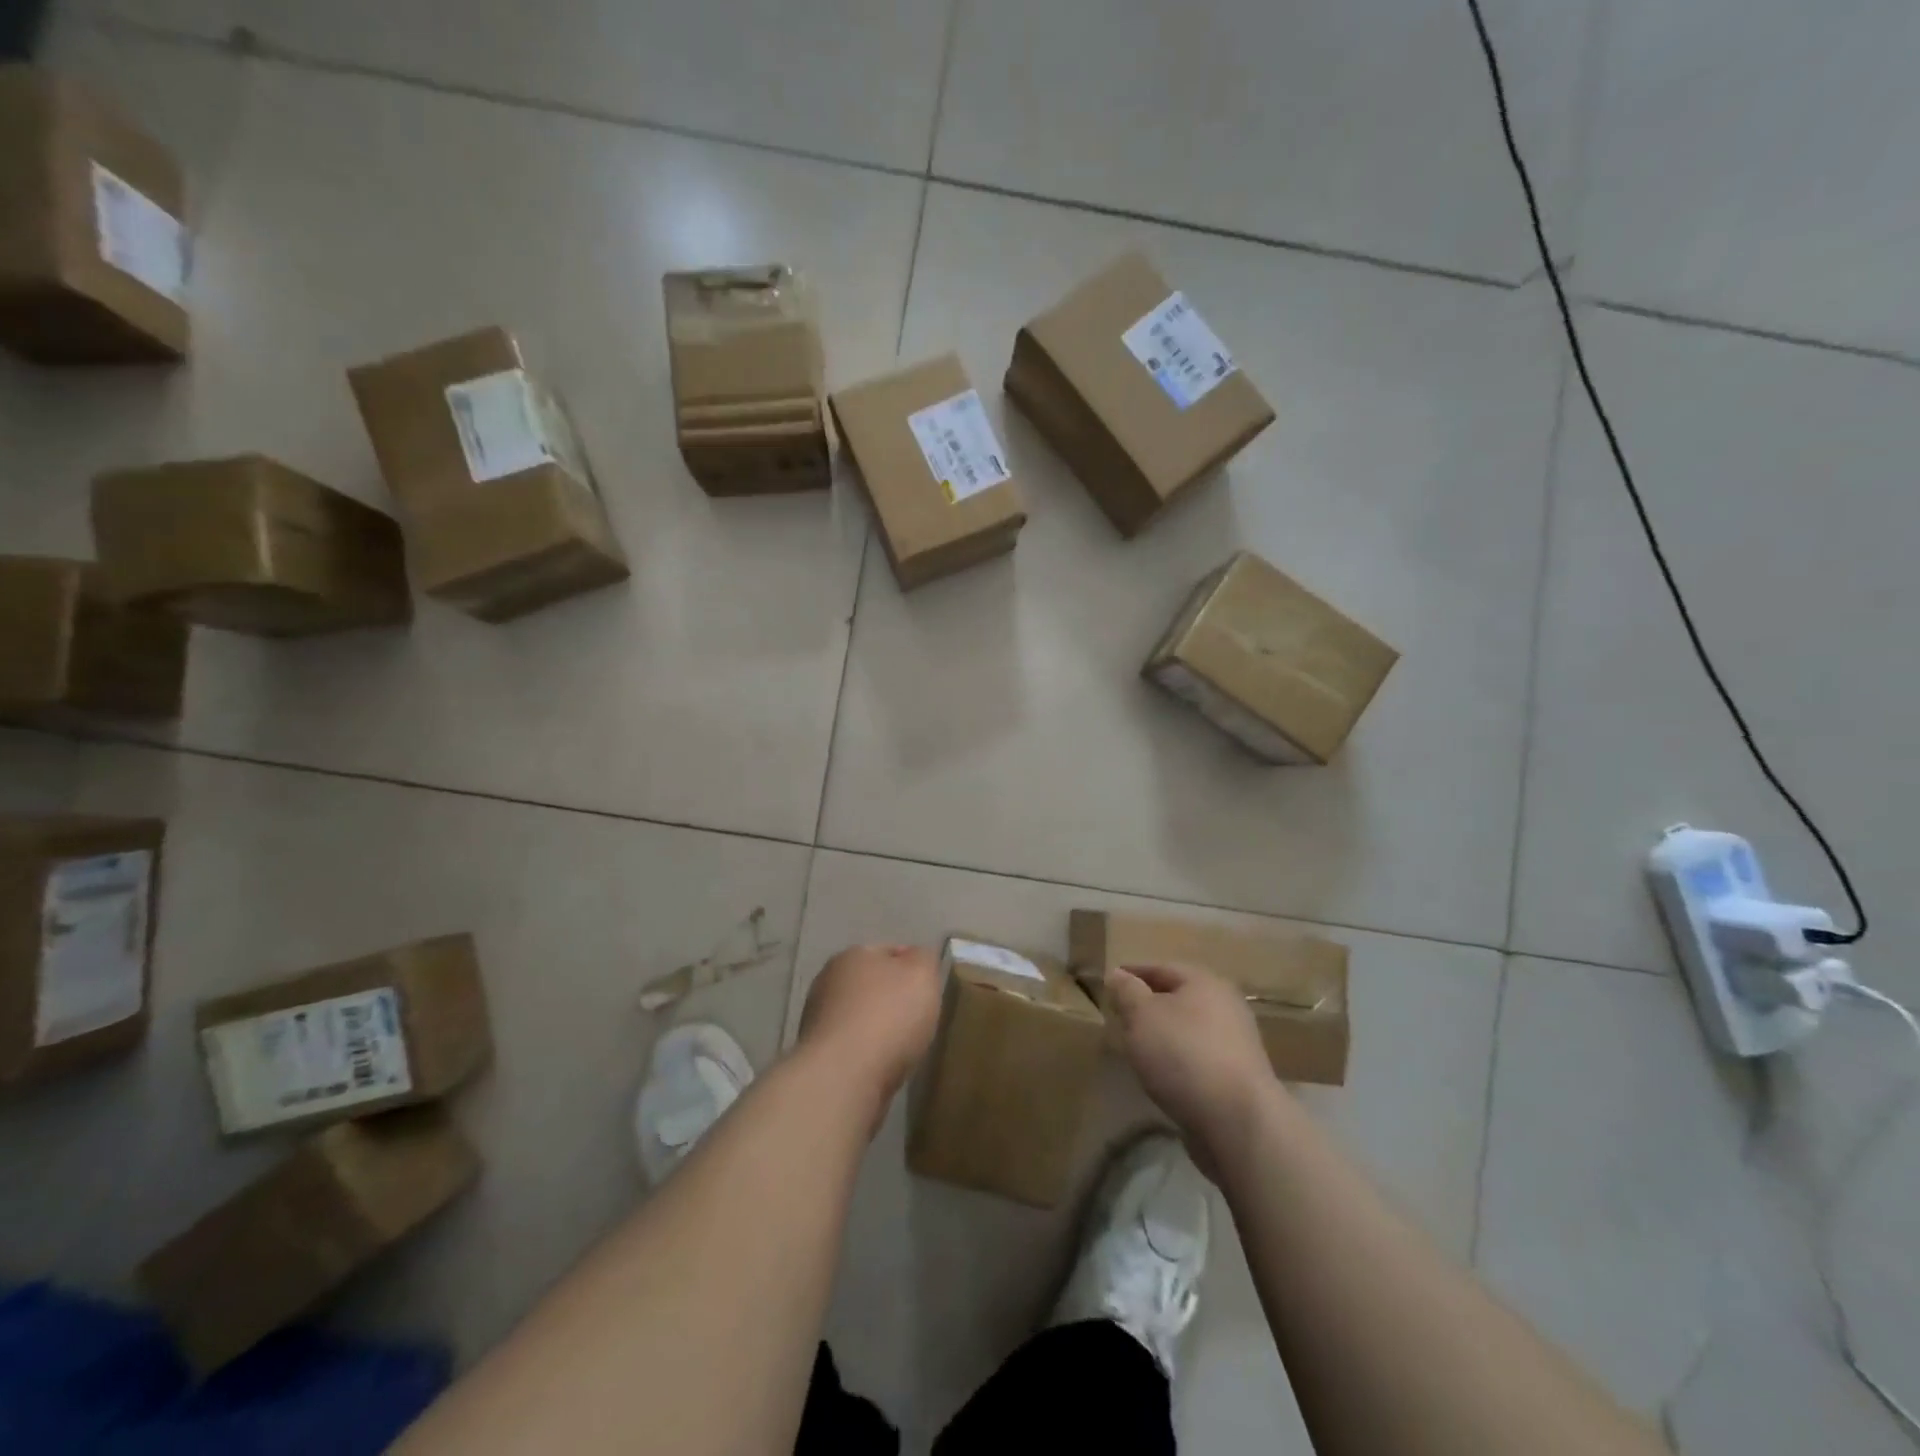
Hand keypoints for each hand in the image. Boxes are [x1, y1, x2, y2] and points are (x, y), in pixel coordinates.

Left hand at [796, 944, 942, 1120]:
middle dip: (893, 999)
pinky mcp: (818, 1056)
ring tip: (903, 1048)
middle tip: (919, 1019)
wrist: (843, 1078)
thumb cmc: (888, 1016)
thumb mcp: (922, 975)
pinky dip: (867, 1054)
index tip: (930, 990)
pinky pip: (852, 1047)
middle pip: (871, 985)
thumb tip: (917, 958)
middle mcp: (828, 981)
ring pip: (860, 1017)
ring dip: (878, 1028)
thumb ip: (924, 959)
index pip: (889, 952)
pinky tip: (882, 1067)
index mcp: (852, 955)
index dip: (913, 967)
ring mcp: (818, 1020)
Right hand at [1106, 963, 1278, 1172]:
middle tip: (1121, 1016)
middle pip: (1179, 998)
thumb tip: (1118, 975)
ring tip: (1138, 1048)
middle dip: (1149, 1005)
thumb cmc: (1183, 1054)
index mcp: (1204, 982)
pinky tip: (1163, 1074)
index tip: (1109, 983)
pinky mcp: (1239, 1077)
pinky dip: (1179, 1059)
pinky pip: (1199, 1057)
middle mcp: (1226, 1005)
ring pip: (1190, 1029)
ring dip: (1165, 1034)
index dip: (1133, 974)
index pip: (1161, 968)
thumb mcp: (1142, 1015)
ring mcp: (1237, 1043)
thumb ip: (1127, 992)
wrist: (1237, 1120)